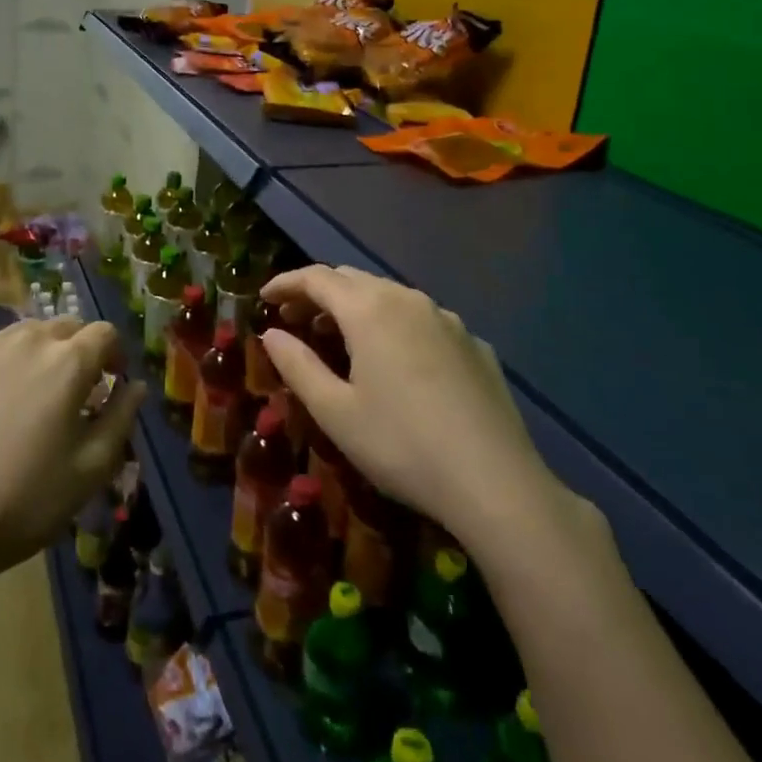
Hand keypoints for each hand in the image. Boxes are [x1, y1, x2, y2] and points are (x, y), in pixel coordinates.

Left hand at [0, 317, 145, 587]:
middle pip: (64, 326)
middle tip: (72, 390)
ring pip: (23, 333)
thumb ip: (121, 418)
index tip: (111, 382)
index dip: (115, 354)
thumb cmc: (23, 500)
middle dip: (77, 349)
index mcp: (67, 361)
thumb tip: (134, 385)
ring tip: (28, 393)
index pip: (104, 332)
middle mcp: (26, 339)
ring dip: (37, 352)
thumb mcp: (90, 470)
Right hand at [259, 265, 571, 542]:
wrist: (497, 482)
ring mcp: (447, 320)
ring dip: (356, 307)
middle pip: (353, 280)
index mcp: (370, 310)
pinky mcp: (474, 344)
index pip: (317, 278)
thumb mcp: (335, 412)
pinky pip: (422, 319)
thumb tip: (271, 335)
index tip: (264, 298)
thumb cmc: (402, 446)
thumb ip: (297, 366)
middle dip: (318, 294)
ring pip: (389, 296)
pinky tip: (395, 361)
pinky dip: (393, 325)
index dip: (286, 283)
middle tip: (294, 319)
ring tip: (337, 338)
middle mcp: (408, 300)